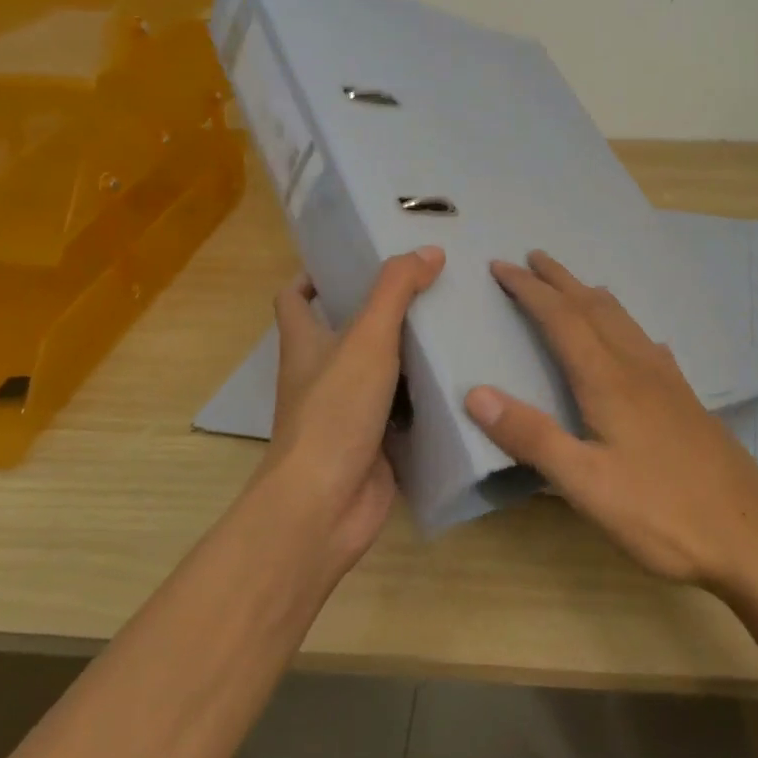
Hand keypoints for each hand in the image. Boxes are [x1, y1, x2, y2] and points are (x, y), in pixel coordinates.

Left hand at [256, 246, 444, 576]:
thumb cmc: (335, 411)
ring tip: (455, 322)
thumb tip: (429, 250)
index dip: (316, 276)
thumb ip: (396, 290)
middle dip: (382, 309)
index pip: (295, 298)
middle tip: (429, 285)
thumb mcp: (366, 338)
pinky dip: (426, 395)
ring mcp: (349, 410)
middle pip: (347, 330)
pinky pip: (405, 409)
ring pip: (381, 369)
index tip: (358, 260)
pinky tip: (463, 378)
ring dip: (410, 351)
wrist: (325, 506)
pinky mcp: (376, 441)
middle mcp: (322, 373)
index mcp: (305, 343)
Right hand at [463, 251, 757, 588]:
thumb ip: (532, 437)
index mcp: (608, 380)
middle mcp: (638, 367)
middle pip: (594, 307)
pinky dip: (625, 326)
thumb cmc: (663, 512)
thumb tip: (475, 393)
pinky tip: (636, 342)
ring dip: (591, 296)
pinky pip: (647, 343)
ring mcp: (668, 381)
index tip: (500, 266)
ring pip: (623, 321)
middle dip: (559, 280)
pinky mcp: (686, 399)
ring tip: (574, 285)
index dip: (529, 290)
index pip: (561, 319)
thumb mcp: (586, 484)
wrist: (752, 534)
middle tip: (532, 257)